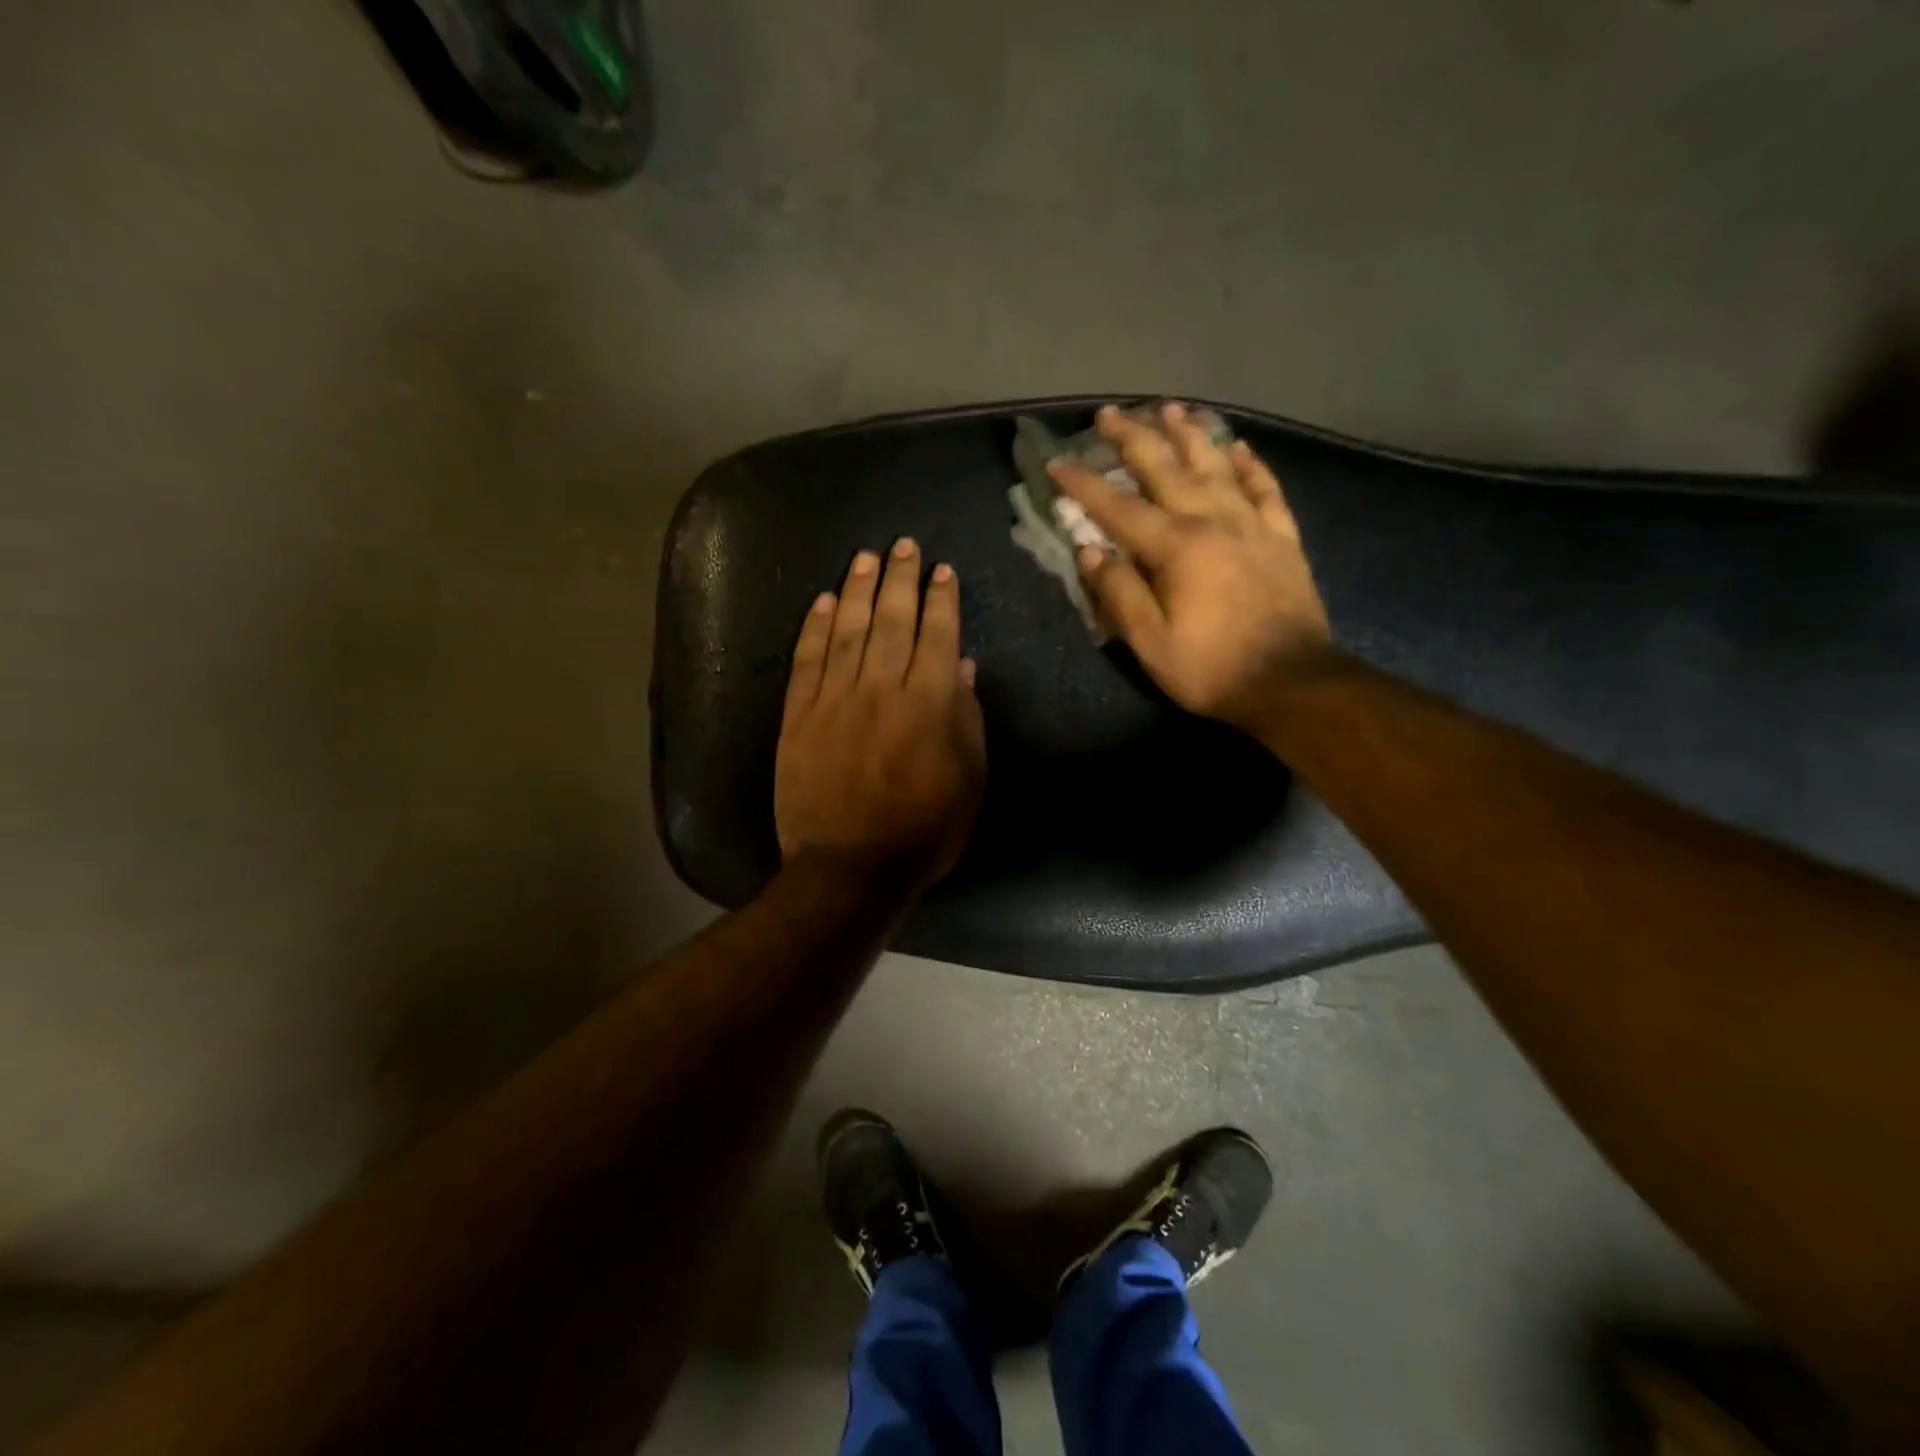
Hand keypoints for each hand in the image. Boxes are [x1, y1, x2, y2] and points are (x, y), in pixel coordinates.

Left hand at [776, 538, 986, 886]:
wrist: (848, 868)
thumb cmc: (923, 831)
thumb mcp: (968, 781)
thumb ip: (966, 719)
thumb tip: (961, 666)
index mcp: (927, 703)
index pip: (937, 635)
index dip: (942, 599)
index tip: (943, 570)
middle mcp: (880, 688)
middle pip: (892, 620)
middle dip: (900, 578)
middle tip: (904, 546)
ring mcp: (833, 699)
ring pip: (847, 630)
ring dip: (858, 590)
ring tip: (866, 558)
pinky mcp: (798, 715)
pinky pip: (806, 660)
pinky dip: (814, 627)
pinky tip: (823, 601)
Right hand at [1048, 403, 1334, 727]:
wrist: (1293, 682)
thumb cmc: (1212, 668)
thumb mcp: (1151, 642)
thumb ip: (1119, 592)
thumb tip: (1090, 551)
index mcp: (1176, 547)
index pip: (1118, 508)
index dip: (1083, 485)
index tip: (1057, 463)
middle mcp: (1212, 521)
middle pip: (1166, 469)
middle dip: (1132, 439)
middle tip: (1108, 414)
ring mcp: (1252, 524)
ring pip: (1216, 466)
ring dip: (1189, 435)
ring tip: (1170, 408)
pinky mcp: (1281, 538)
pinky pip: (1265, 488)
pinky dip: (1250, 465)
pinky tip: (1238, 448)